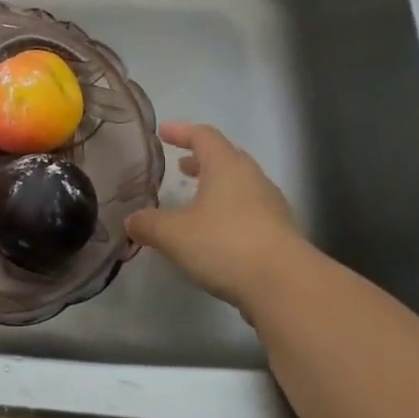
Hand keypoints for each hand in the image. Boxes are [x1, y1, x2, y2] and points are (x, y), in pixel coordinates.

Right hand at [125, 122, 307, 310]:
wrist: (285, 286)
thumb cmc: (224, 244)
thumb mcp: (172, 234)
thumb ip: (147, 224)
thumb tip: (132, 221)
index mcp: (226, 166)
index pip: (204, 136)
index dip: (181, 131)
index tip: (163, 131)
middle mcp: (252, 179)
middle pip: (226, 158)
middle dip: (201, 160)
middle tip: (179, 165)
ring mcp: (271, 207)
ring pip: (239, 186)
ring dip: (216, 187)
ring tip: (193, 200)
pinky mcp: (280, 234)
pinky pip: (249, 212)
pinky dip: (228, 213)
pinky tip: (213, 233)